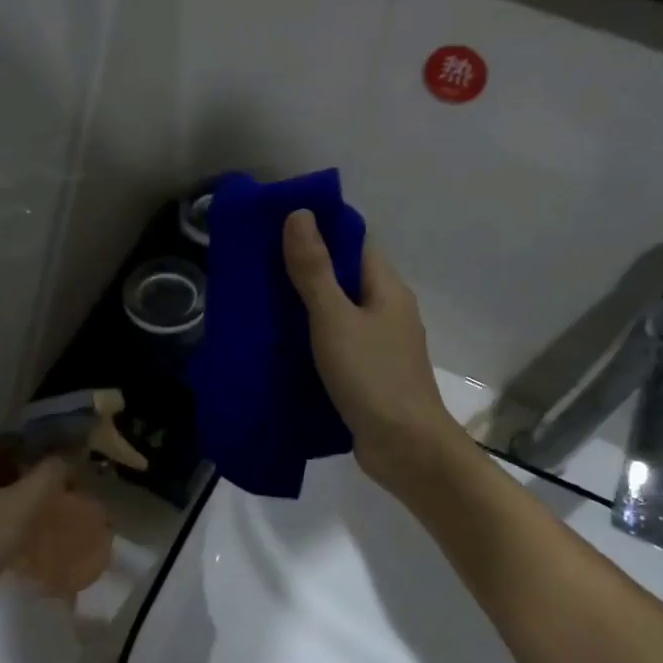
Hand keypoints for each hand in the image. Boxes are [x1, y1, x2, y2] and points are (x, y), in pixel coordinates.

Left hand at [0, 444, 66, 640]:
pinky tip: (27, 522)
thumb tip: (66, 456)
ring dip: (18, 490)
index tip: (56, 456)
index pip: (1, 440)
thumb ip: (48, 475)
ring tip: (46, 499)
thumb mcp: (22, 505)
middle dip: (26, 468)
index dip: (30, 445)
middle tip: (55, 478)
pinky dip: (7, 510)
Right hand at [283, 211, 466, 491]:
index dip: (320, 231)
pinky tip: (280, 349)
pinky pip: (336, 347)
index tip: (278, 228)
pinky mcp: (368, 377)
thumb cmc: (372, 376)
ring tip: (260, 305)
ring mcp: (380, 347)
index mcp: (387, 289)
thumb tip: (300, 215)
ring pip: (339, 316)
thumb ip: (315, 270)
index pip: (354, 244)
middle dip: (305, 271)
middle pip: (345, 279)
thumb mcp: (335, 319)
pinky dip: (311, 343)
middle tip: (258, 268)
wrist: (405, 448)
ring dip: (305, 310)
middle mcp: (387, 312)